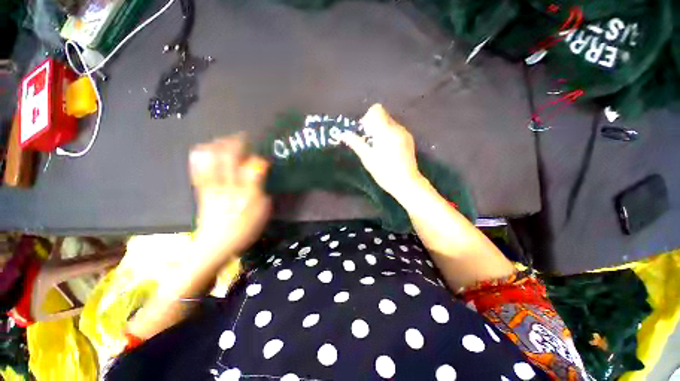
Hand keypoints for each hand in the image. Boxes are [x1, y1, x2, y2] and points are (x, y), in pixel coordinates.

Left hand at [189, 135, 271, 261]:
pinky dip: (201, 156)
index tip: (258, 150)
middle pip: (225, 156)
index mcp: (244, 191)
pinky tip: (207, 150)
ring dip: (216, 145)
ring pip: (208, 159)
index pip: (249, 165)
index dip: (254, 155)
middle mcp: (226, 185)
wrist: (215, 247)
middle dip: (233, 142)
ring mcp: (210, 187)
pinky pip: (198, 169)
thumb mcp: (261, 210)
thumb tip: (260, 168)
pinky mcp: (201, 191)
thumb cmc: (244, 229)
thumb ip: (261, 188)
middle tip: (241, 137)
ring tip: (224, 140)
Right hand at [341, 104, 423, 197]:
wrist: (406, 183)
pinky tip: (387, 151)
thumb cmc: (384, 172)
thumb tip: (344, 134)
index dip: (367, 117)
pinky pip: (395, 131)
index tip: (364, 132)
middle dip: (373, 125)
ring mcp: (405, 134)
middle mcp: (397, 128)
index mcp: (386, 131)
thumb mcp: (367, 158)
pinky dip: (388, 136)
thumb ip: (356, 143)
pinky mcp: (409, 140)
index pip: (377, 110)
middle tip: (369, 142)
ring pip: (389, 124)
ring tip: (378, 148)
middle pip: (383, 116)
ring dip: (380, 131)